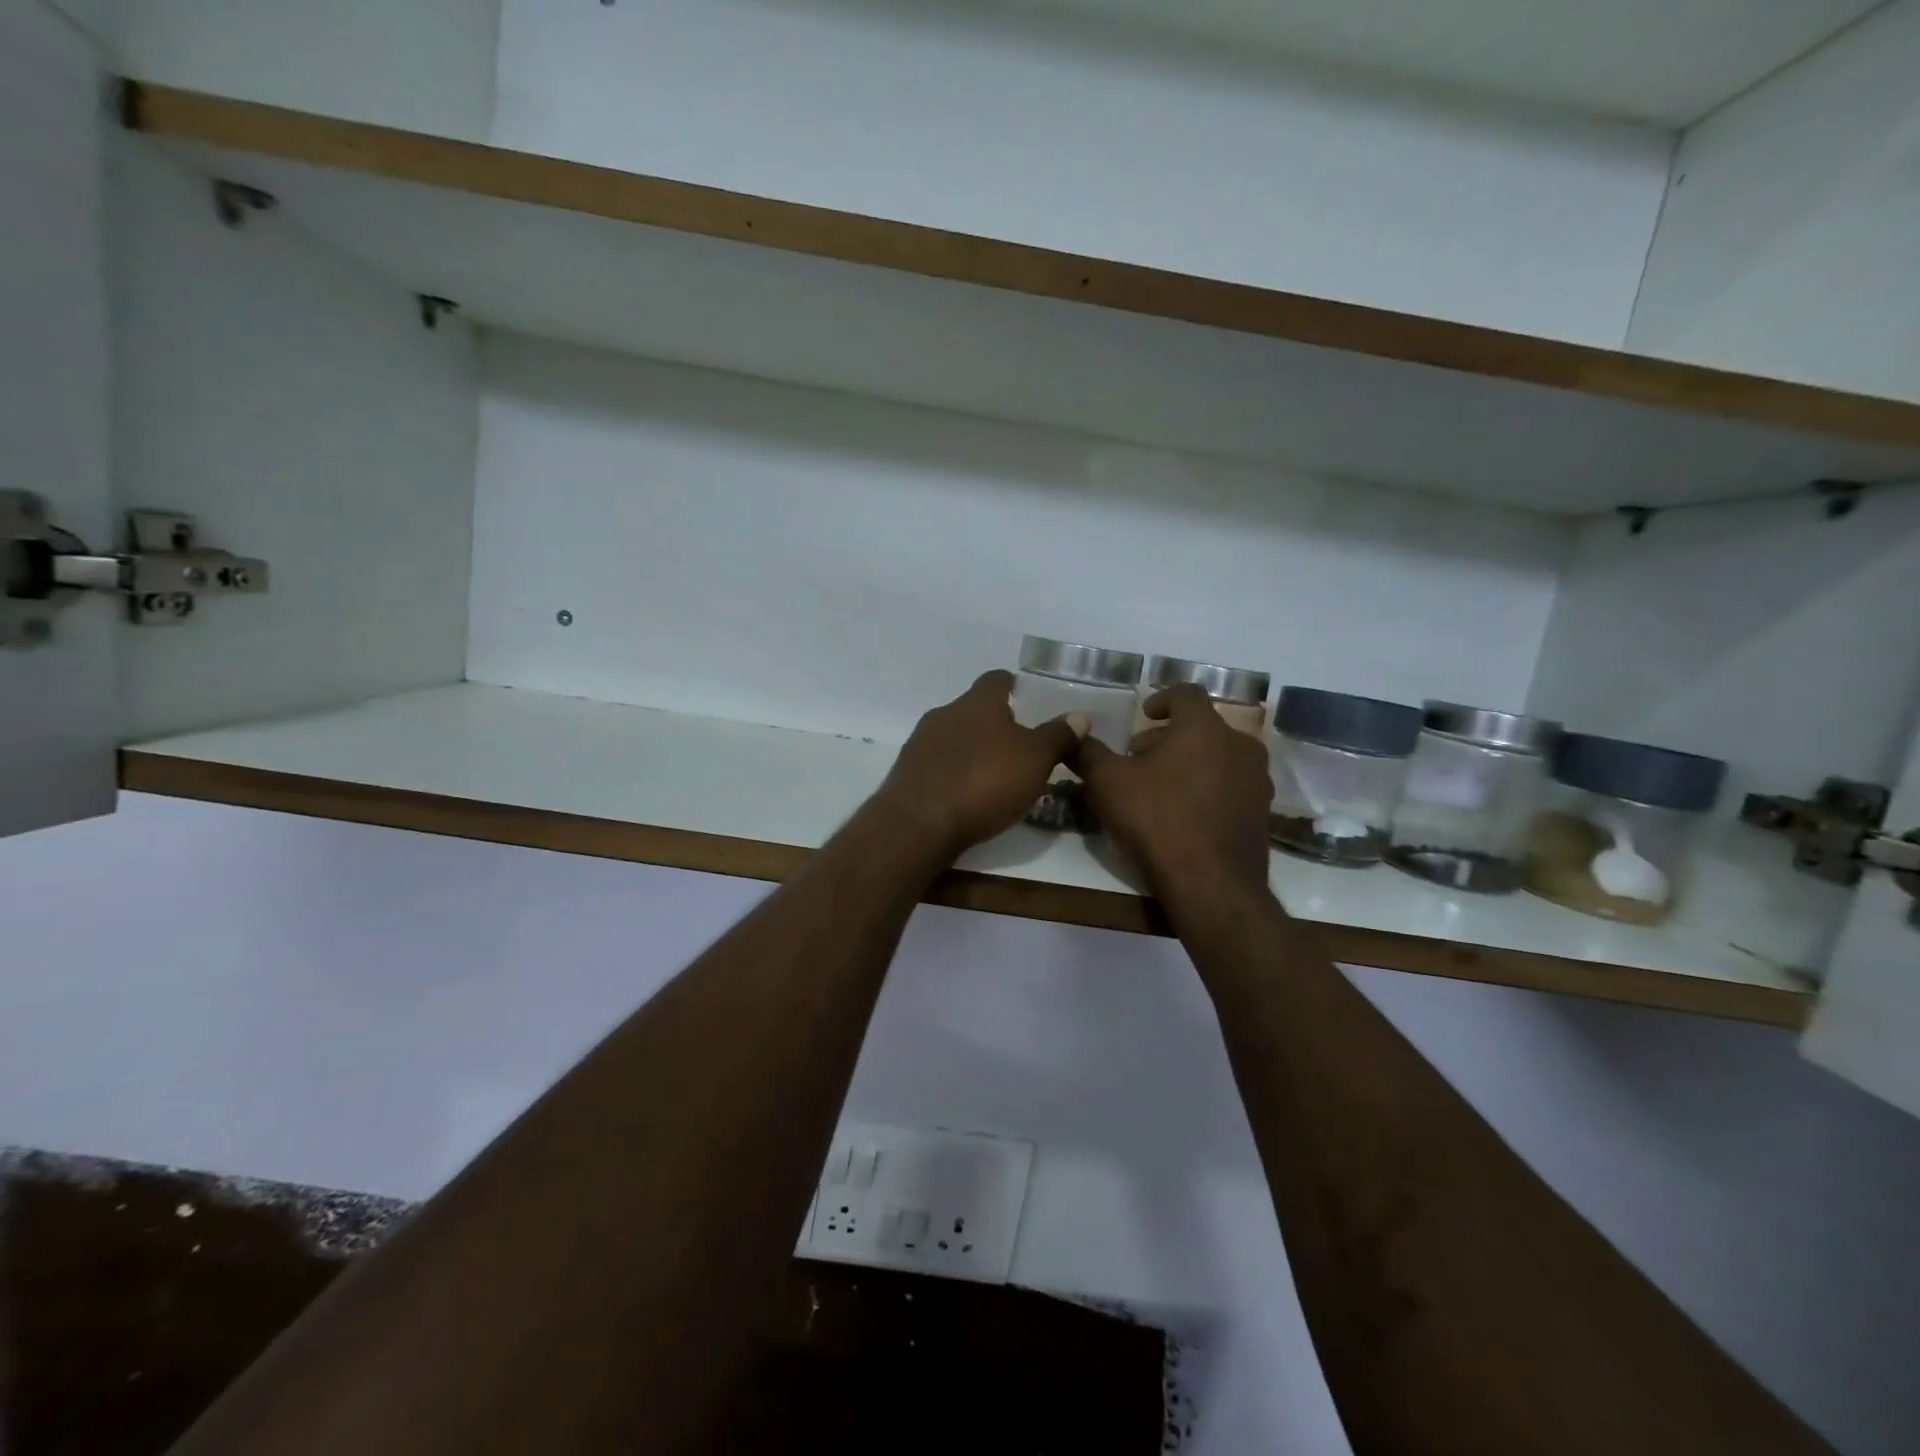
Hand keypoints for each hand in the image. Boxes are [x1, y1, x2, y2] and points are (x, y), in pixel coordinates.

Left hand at [876, 670, 1087, 856]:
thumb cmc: (984, 782)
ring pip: (954, 737)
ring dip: (973, 749)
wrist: (918, 824)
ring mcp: (921, 743)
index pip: (997, 679)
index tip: (1029, 699)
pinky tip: (967, 795)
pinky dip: (954, 773)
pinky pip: (938, 765)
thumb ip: (1058, 736)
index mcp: (977, 702)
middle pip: (974, 709)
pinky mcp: (907, 773)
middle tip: (1020, 744)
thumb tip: (1080, 715)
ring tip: (995, 773)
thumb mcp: (1035, 760)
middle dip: (995, 723)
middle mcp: (945, 713)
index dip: (1014, 686)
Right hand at [1072, 684, 1272, 903]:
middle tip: (1143, 756)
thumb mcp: (1108, 783)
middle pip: (1203, 727)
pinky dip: (1210, 787)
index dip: (1162, 699)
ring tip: (1163, 785)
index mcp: (1203, 727)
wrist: (1211, 883)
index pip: (1186, 693)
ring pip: (1220, 756)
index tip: (1144, 715)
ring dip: (1192, 761)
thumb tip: (1074, 735)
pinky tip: (1186, 813)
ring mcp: (1257, 779)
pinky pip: (1232, 786)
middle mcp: (1239, 744)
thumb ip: (1089, 753)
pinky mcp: (1262, 812)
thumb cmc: (1157, 820)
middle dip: (1171, 736)